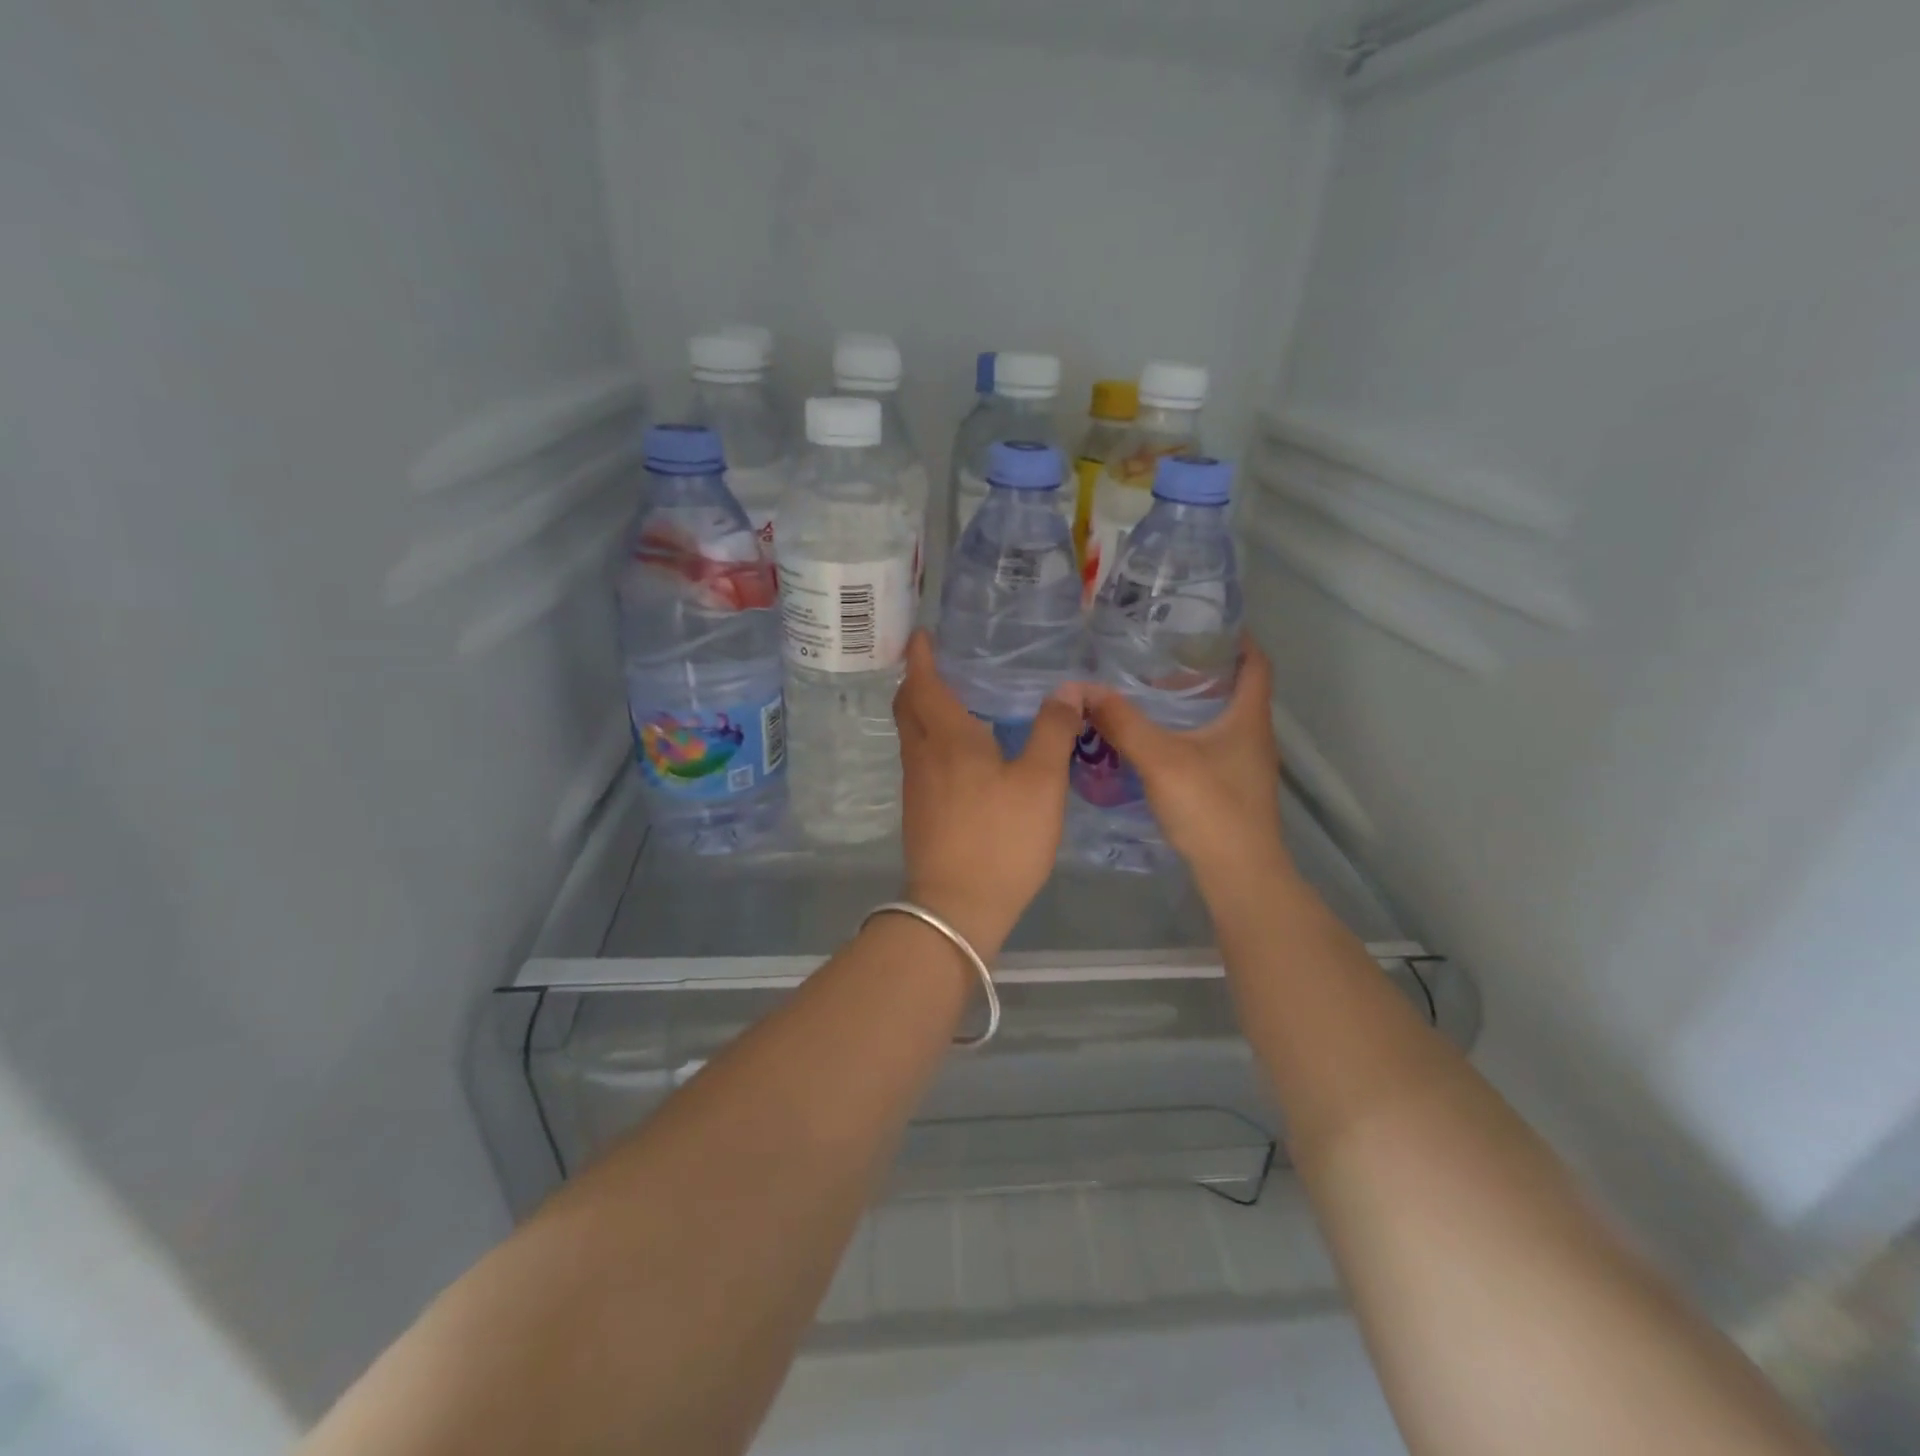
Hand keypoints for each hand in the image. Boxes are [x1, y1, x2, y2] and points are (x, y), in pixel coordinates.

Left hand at [893, 632, 1084, 955]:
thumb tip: (1067, 689)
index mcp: (948, 738)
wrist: (956, 907)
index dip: (919, 656)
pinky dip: (931, 739)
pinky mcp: (918, 811)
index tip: (921, 634)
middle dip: (916, 679)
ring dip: (922, 710)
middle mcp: (922, 755)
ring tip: (953, 700)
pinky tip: (959, 751)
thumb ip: (1053, 731)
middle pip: (907, 706)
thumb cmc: (1001, 839)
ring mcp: (915, 786)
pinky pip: (920, 759)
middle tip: (937, 663)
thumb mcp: (1041, 783)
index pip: (923, 683)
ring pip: (911, 734)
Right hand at [1084, 638, 1292, 892]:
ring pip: (1219, 719)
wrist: (1238, 874)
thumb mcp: (1160, 759)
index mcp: (1248, 716)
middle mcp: (1253, 735)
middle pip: (1234, 688)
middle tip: (1157, 655)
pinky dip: (1185, 732)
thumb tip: (1082, 688)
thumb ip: (1122, 722)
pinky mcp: (1231, 787)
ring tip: (1147, 692)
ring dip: (1190, 703)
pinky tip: (1152, 740)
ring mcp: (1244, 764)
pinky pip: (1209, 744)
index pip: (1255, 662)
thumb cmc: (1210, 808)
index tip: (1200, 624)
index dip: (1235, 638)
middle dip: (1200, 668)